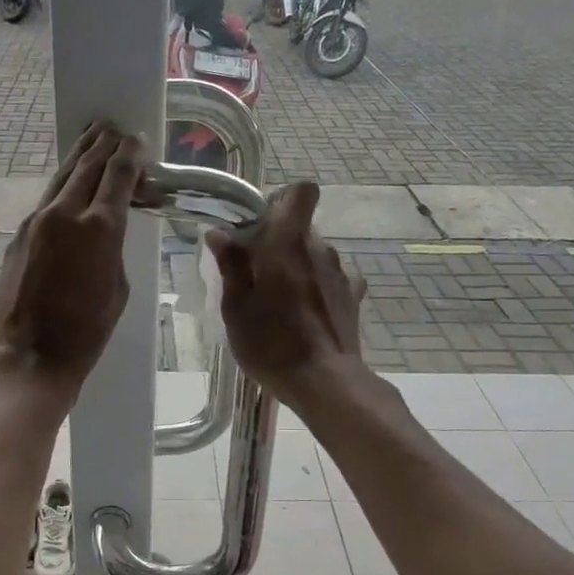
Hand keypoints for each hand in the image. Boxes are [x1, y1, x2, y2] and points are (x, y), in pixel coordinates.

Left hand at [0, 123, 145, 399]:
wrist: (29, 355)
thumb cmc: (86, 332)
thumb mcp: (117, 289)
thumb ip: (113, 249)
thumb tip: (108, 229)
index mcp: (99, 228)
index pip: (118, 176)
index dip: (129, 155)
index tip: (136, 140)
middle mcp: (65, 214)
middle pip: (88, 166)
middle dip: (104, 145)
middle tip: (114, 127)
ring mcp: (36, 221)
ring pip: (62, 177)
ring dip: (80, 155)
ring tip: (92, 136)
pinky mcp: (19, 235)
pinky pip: (46, 201)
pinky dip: (62, 185)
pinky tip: (69, 183)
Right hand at [205, 182, 366, 409]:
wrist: (326, 382)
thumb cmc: (272, 344)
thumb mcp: (236, 308)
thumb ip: (231, 265)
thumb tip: (220, 233)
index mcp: (288, 243)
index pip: (301, 192)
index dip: (282, 200)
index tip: (260, 225)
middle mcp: (320, 249)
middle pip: (301, 228)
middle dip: (278, 242)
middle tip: (254, 273)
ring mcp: (341, 274)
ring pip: (315, 254)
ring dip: (297, 267)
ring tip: (278, 301)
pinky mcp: (353, 298)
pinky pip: (331, 279)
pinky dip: (317, 288)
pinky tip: (305, 313)